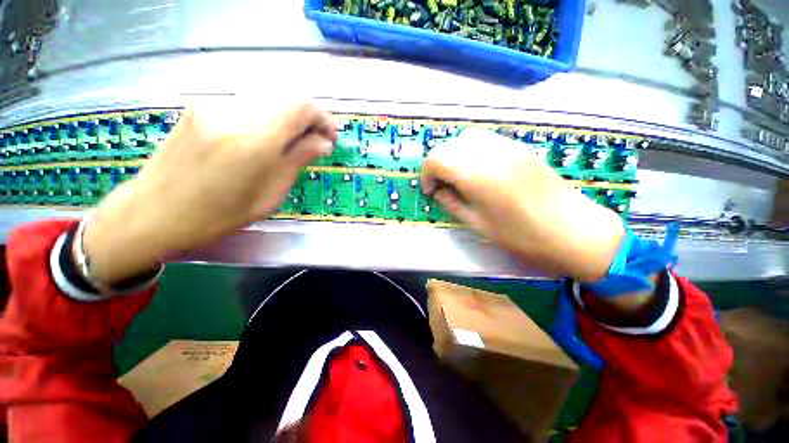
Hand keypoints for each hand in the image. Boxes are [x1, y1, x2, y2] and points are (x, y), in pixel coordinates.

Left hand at [82, 100, 336, 283]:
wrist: (153, 213)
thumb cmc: (217, 216)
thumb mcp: (269, 196)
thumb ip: (297, 161)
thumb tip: (323, 143)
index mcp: (253, 141)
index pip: (301, 107)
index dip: (322, 119)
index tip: (331, 137)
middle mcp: (233, 113)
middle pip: (286, 98)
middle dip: (308, 118)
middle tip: (316, 141)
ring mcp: (213, 106)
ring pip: (268, 100)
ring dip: (288, 118)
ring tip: (294, 142)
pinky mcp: (201, 107)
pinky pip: (247, 105)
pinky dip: (267, 118)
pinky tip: (266, 139)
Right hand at [421, 129, 624, 281]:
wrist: (572, 231)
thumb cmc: (521, 236)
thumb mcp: (477, 224)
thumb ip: (451, 202)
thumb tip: (437, 190)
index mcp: (479, 177)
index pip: (437, 159)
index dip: (427, 174)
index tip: (431, 191)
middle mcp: (492, 154)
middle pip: (449, 145)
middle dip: (438, 164)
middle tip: (444, 185)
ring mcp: (509, 147)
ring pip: (467, 138)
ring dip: (455, 156)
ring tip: (460, 177)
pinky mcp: (520, 147)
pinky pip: (486, 140)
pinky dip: (472, 152)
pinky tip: (480, 171)